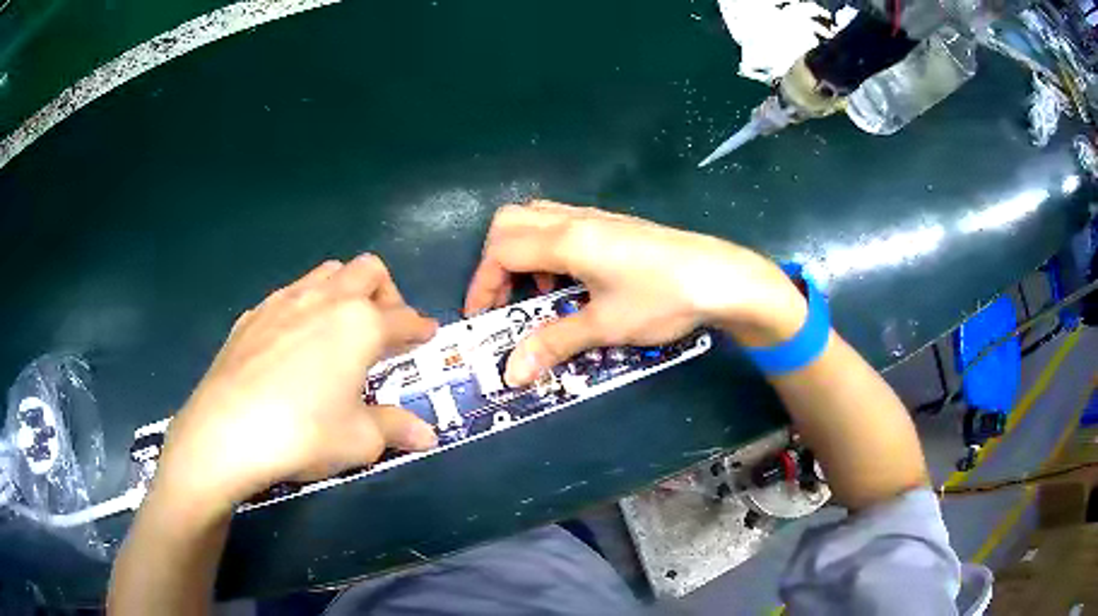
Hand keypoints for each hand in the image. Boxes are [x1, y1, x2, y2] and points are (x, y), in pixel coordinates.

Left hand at [155, 255, 438, 515]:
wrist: (226, 432)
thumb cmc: (303, 433)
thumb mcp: (360, 439)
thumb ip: (396, 428)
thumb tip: (426, 436)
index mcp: (360, 324)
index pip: (404, 318)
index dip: (421, 327)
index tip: (428, 335)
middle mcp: (325, 299)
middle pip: (368, 271)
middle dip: (386, 294)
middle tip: (384, 329)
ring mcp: (284, 301)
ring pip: (327, 273)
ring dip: (345, 291)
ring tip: (340, 330)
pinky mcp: (252, 315)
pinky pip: (290, 295)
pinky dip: (306, 308)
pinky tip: (294, 345)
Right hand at [464, 201, 807, 385]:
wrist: (721, 277)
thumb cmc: (662, 298)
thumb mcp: (605, 325)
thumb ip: (554, 343)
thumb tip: (512, 373)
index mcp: (567, 240)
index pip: (501, 250)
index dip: (483, 284)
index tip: (482, 318)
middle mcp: (575, 219)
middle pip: (510, 222)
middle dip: (495, 261)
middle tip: (505, 300)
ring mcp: (596, 217)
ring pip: (535, 219)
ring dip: (522, 253)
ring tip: (538, 294)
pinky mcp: (613, 224)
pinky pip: (561, 225)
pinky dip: (547, 249)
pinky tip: (571, 282)